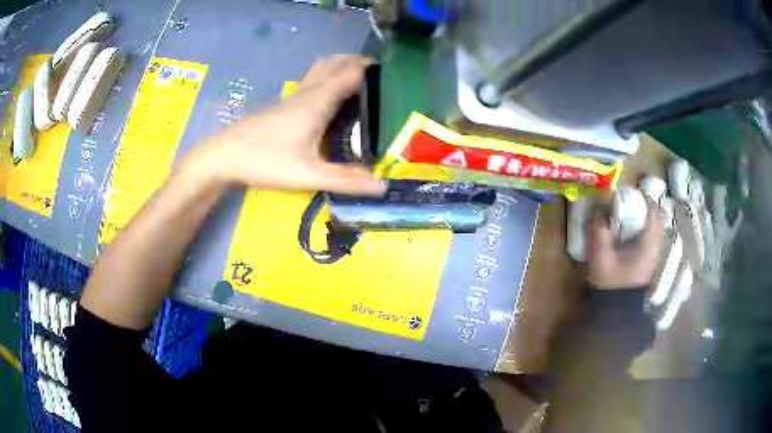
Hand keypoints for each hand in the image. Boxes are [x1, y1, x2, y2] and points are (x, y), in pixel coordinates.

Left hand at [184, 55, 385, 195]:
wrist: (224, 155)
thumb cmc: (265, 160)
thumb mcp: (308, 174)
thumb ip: (345, 179)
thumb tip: (382, 185)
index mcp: (318, 102)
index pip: (351, 74)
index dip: (372, 70)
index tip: (393, 74)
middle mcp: (307, 92)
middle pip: (336, 63)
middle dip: (358, 61)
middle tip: (380, 73)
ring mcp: (293, 95)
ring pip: (321, 68)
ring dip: (341, 64)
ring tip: (359, 76)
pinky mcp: (283, 103)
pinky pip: (312, 79)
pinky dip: (327, 75)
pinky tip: (329, 93)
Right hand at [586, 200, 663, 289]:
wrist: (616, 312)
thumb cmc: (611, 284)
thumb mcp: (601, 258)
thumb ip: (599, 233)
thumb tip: (595, 210)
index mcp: (648, 243)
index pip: (653, 210)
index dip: (642, 198)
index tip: (627, 194)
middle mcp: (655, 245)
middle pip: (656, 216)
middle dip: (642, 206)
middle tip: (626, 203)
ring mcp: (654, 254)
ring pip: (654, 226)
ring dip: (643, 217)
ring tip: (626, 216)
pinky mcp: (648, 260)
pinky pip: (650, 236)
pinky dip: (642, 229)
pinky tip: (628, 233)